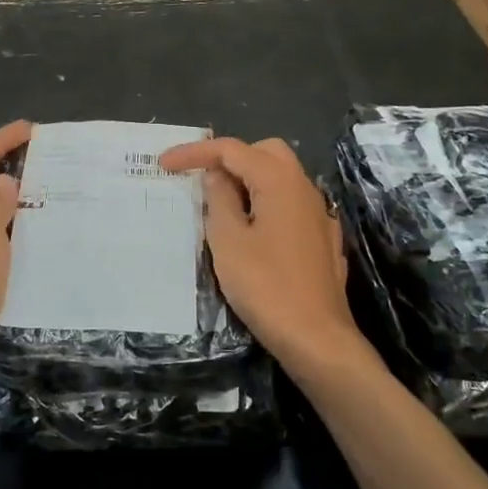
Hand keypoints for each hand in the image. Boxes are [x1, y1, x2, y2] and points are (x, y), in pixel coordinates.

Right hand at [159, 137, 365, 377]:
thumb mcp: (228, 240)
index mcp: (279, 180)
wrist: (317, 338)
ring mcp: (319, 213)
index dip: (195, 153)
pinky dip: (266, 204)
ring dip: (249, 181)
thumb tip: (216, 175)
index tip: (164, 164)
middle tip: (202, 181)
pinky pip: (290, 204)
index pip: (232, 150)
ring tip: (221, 207)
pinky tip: (253, 232)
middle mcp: (304, 187)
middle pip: (264, 153)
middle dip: (230, 159)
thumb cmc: (266, 286)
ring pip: (280, 178)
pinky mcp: (323, 239)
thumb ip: (219, 199)